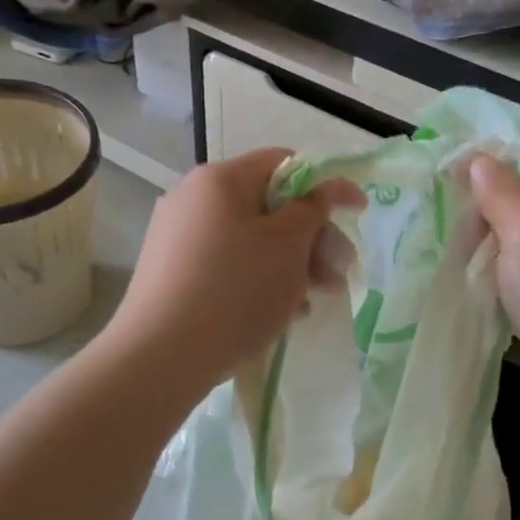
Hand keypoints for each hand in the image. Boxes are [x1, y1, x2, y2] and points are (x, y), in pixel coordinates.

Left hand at [104, 148, 359, 396]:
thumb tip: (327, 188)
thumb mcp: (288, 245)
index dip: (326, 186)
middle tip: (338, 274)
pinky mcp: (173, 276)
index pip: (284, 163)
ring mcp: (178, 239)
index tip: (357, 213)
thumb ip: (314, 209)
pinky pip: (228, 267)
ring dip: (290, 266)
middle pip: (269, 207)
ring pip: (251, 242)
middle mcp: (193, 200)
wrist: (162, 356)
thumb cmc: (236, 290)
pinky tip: (280, 314)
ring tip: (312, 302)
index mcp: (220, 179)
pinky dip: (259, 283)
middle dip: (312, 239)